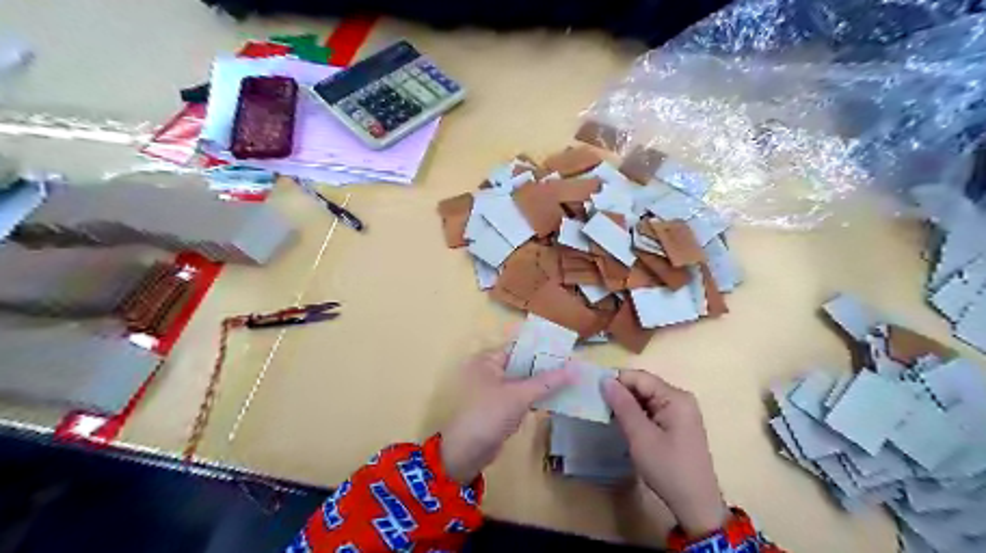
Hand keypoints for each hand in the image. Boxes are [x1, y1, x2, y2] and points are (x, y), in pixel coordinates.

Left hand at [442, 351, 574, 484]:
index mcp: (487, 360)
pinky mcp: (499, 407)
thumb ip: (548, 381)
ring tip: (570, 380)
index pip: (519, 348)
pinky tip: (556, 398)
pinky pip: (520, 397)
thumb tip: (576, 368)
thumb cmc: (490, 414)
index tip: (567, 352)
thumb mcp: (520, 395)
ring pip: (523, 382)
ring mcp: (493, 390)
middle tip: (573, 367)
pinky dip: (535, 397)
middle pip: (522, 365)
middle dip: (545, 368)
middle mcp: (489, 371)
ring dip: (542, 384)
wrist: (467, 452)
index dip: (542, 350)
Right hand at [601, 372, 729, 535]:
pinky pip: (652, 410)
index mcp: (675, 397)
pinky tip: (625, 426)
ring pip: (645, 398)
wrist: (696, 505)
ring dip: (627, 406)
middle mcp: (680, 399)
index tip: (594, 393)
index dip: (615, 381)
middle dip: (621, 394)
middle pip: (643, 386)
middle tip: (598, 407)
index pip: (639, 377)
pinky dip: (636, 415)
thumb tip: (605, 380)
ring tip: (608, 417)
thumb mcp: (640, 436)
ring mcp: (680, 412)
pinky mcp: (677, 425)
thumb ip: (622, 405)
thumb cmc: (667, 469)